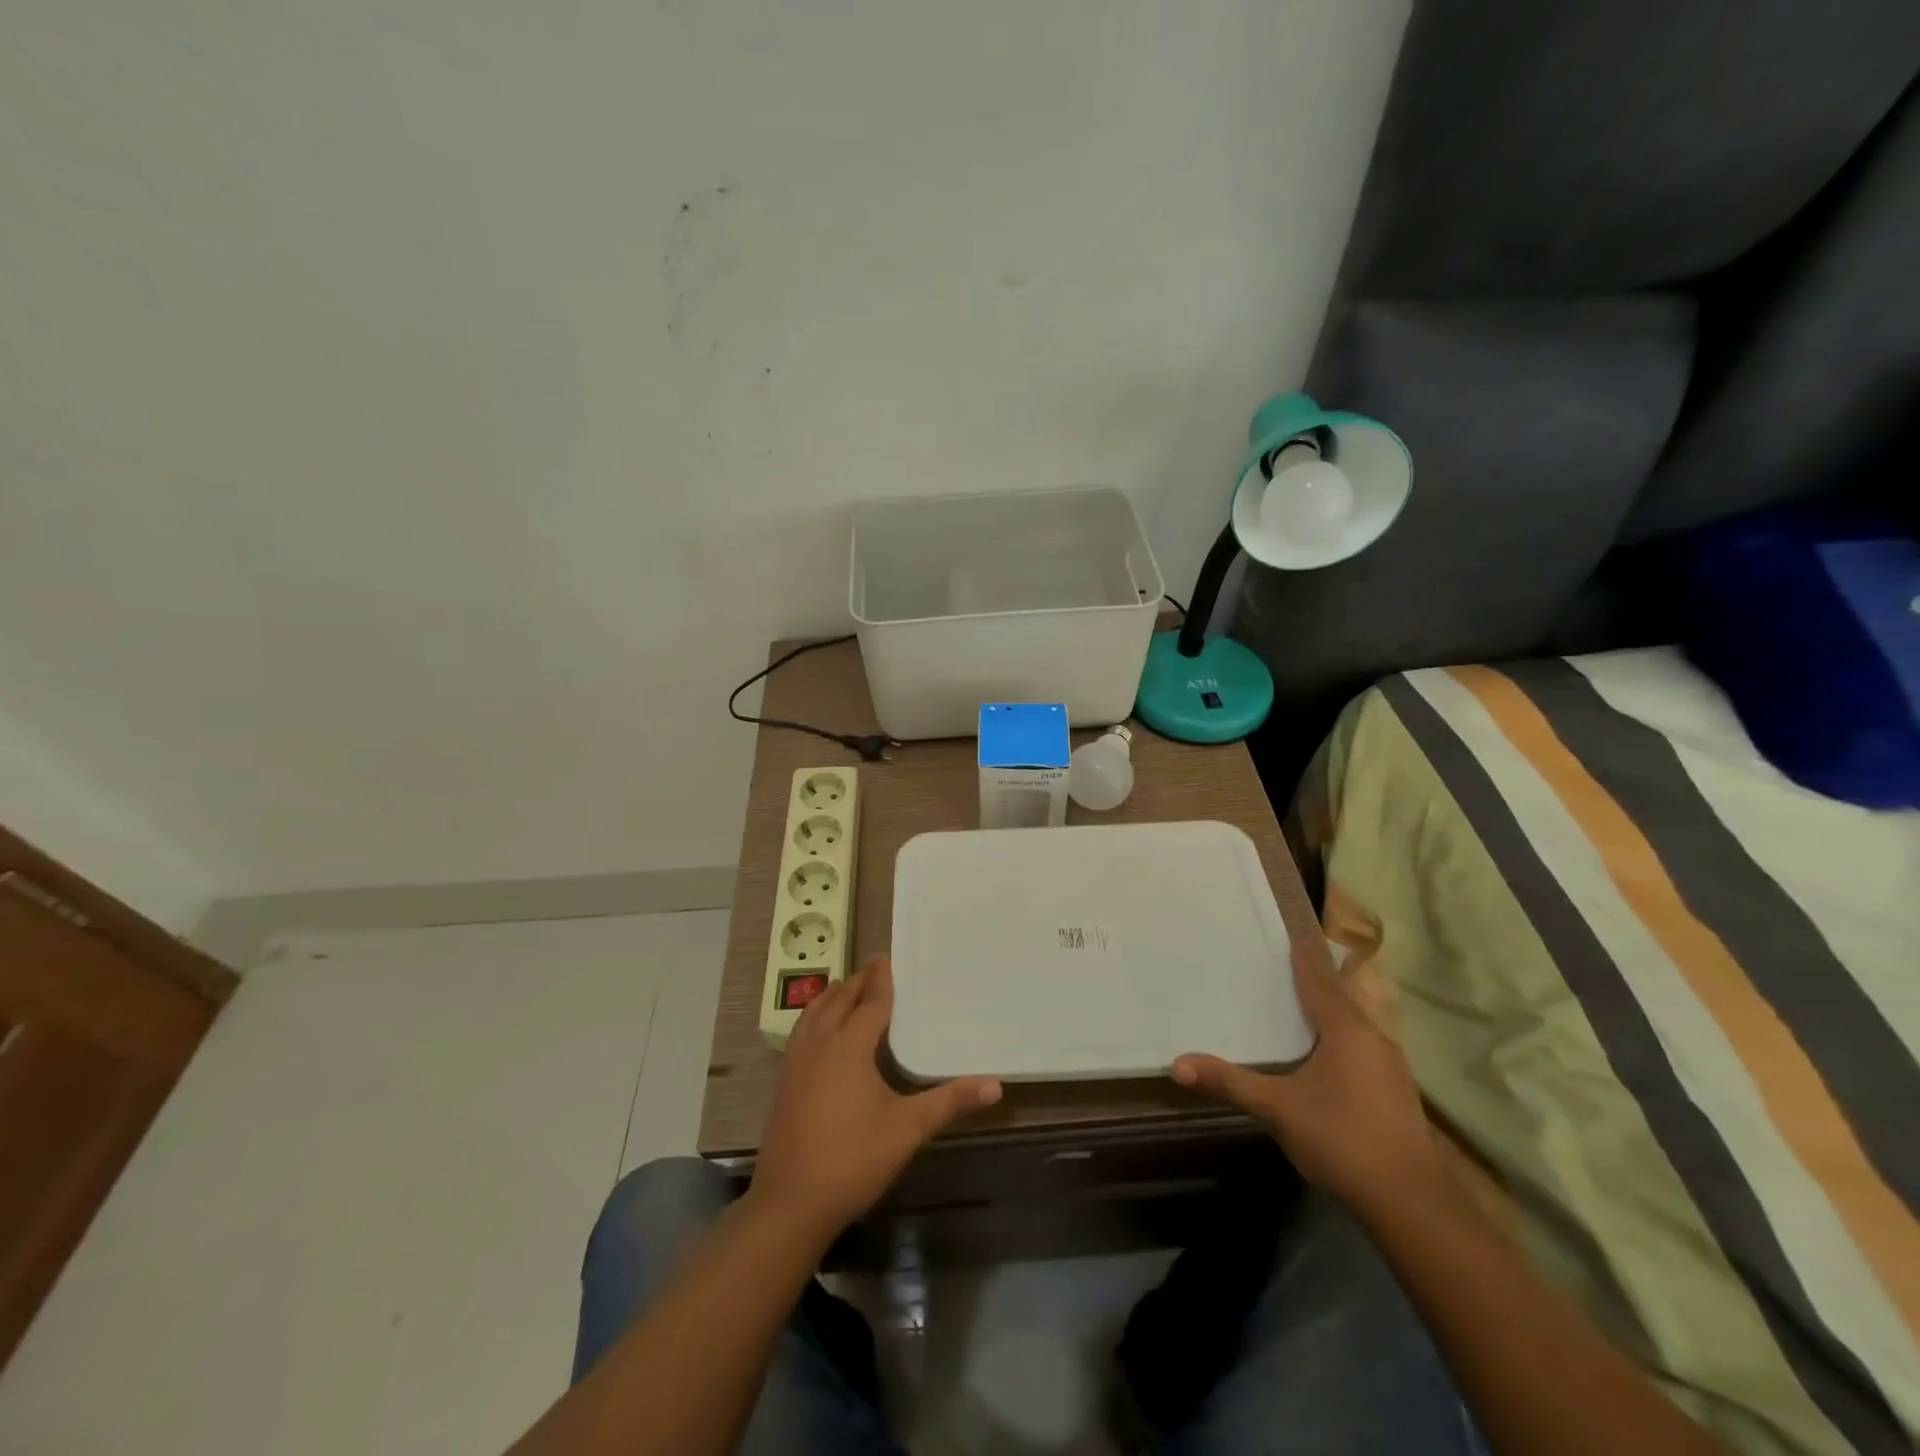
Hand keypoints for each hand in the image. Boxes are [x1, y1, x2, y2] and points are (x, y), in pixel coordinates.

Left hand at [749, 955, 1002, 1241]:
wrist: (789, 1204)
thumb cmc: (853, 1159)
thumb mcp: (908, 1129)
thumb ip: (950, 1102)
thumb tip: (996, 1084)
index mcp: (849, 1044)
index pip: (871, 999)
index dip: (882, 977)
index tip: (890, 956)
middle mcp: (820, 1042)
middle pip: (840, 998)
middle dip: (859, 981)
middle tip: (878, 969)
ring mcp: (796, 1061)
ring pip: (815, 1012)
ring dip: (834, 995)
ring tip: (849, 989)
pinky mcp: (784, 1081)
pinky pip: (802, 1031)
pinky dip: (816, 1017)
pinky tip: (822, 1031)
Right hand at [1172, 944, 1440, 1217]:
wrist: (1412, 1205)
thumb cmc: (1342, 1140)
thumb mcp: (1277, 1109)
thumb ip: (1230, 1083)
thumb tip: (1177, 1064)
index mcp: (1348, 1030)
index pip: (1320, 982)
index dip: (1304, 959)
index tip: (1292, 937)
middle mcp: (1374, 1039)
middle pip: (1340, 1001)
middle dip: (1315, 984)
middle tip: (1284, 969)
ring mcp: (1391, 1068)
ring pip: (1354, 1028)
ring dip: (1329, 1015)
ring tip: (1301, 1008)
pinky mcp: (1396, 1094)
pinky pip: (1362, 1050)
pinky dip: (1340, 1041)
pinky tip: (1324, 1057)